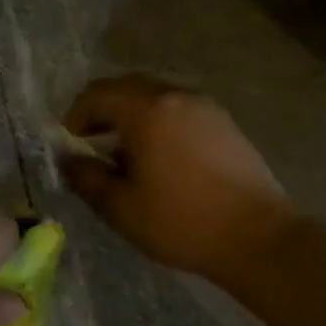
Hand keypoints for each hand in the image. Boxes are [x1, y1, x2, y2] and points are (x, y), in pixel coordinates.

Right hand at [60, 75, 296, 279]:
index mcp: (147, 110)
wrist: (257, 237)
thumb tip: (67, 158)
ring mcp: (205, 107)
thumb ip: (85, 177)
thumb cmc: (181, 222)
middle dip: (102, 112)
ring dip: (131, 117)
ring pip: (155, 97)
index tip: (69, 144)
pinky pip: (179, 110)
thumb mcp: (120, 207)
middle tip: (90, 144)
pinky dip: (158, 123)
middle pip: (126, 88)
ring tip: (124, 155)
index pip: (97, 94)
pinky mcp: (224, 123)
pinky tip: (160, 159)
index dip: (75, 116)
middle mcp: (176, 96)